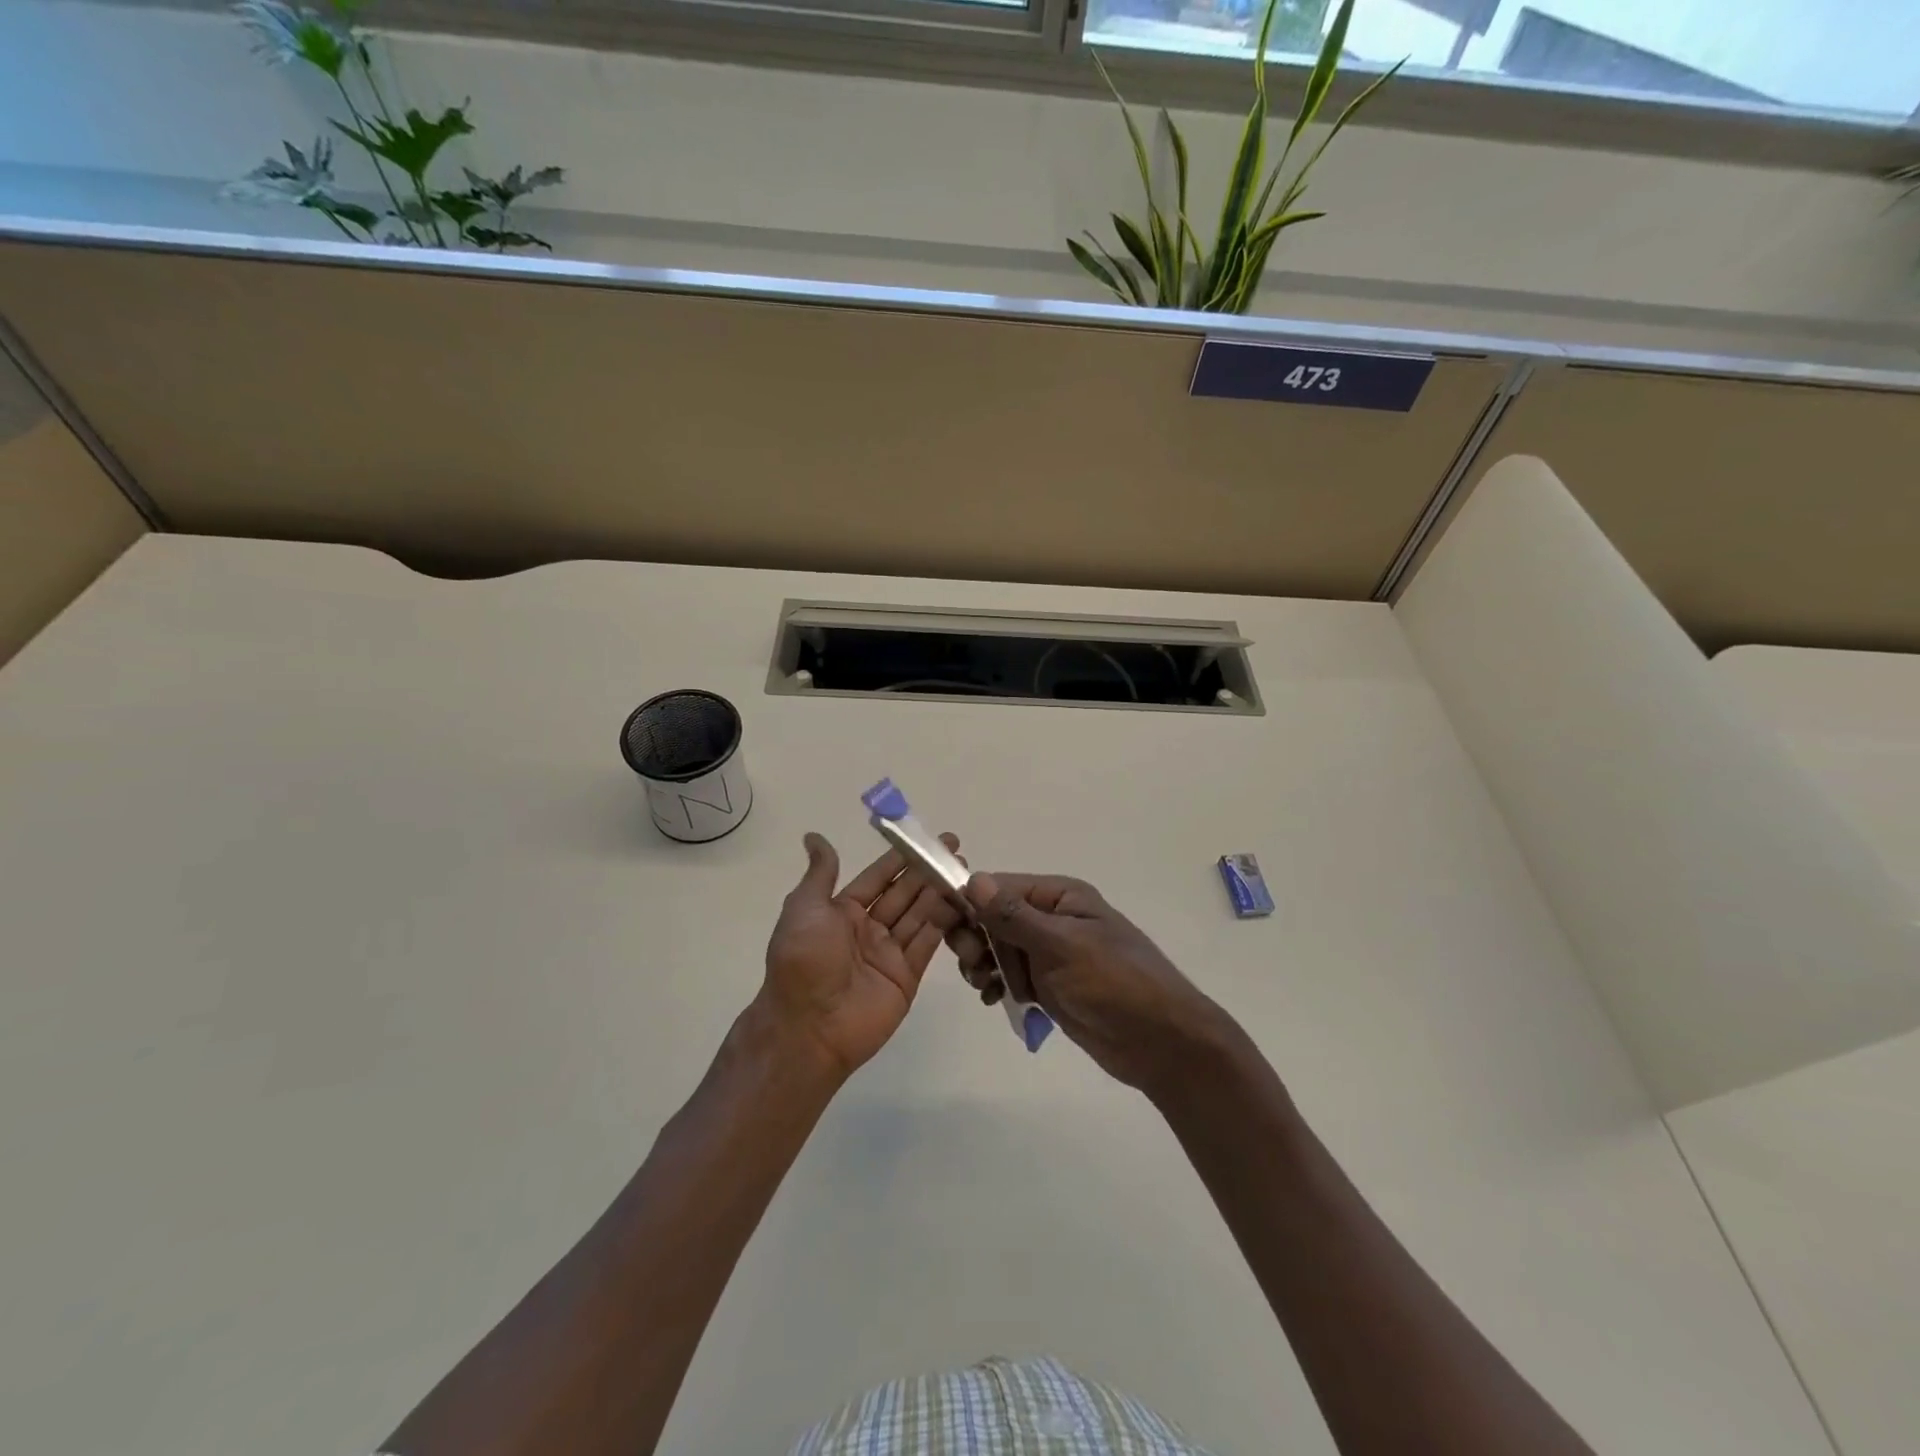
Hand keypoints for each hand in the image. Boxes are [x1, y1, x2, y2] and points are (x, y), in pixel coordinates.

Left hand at [758, 832, 966, 1078]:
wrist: (809, 1027)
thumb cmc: (804, 960)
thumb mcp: (805, 908)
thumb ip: (821, 873)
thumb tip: (814, 837)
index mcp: (842, 911)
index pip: (878, 877)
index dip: (901, 858)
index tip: (926, 838)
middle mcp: (867, 929)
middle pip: (903, 893)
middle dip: (928, 871)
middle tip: (956, 850)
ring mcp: (889, 953)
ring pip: (920, 915)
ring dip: (940, 893)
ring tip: (965, 871)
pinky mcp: (907, 975)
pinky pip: (928, 943)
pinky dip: (945, 923)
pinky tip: (962, 902)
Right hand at [949, 873, 1235, 1095]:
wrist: (1160, 1043)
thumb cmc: (1115, 983)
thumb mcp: (1062, 946)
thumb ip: (1015, 916)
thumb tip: (973, 879)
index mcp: (1060, 897)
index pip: (1001, 887)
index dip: (970, 903)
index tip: (947, 925)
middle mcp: (1052, 919)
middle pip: (994, 917)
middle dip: (975, 937)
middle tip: (973, 963)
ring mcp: (1050, 953)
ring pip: (997, 948)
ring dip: (982, 963)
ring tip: (983, 985)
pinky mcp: (1049, 985)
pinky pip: (1009, 975)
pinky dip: (995, 983)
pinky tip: (991, 998)